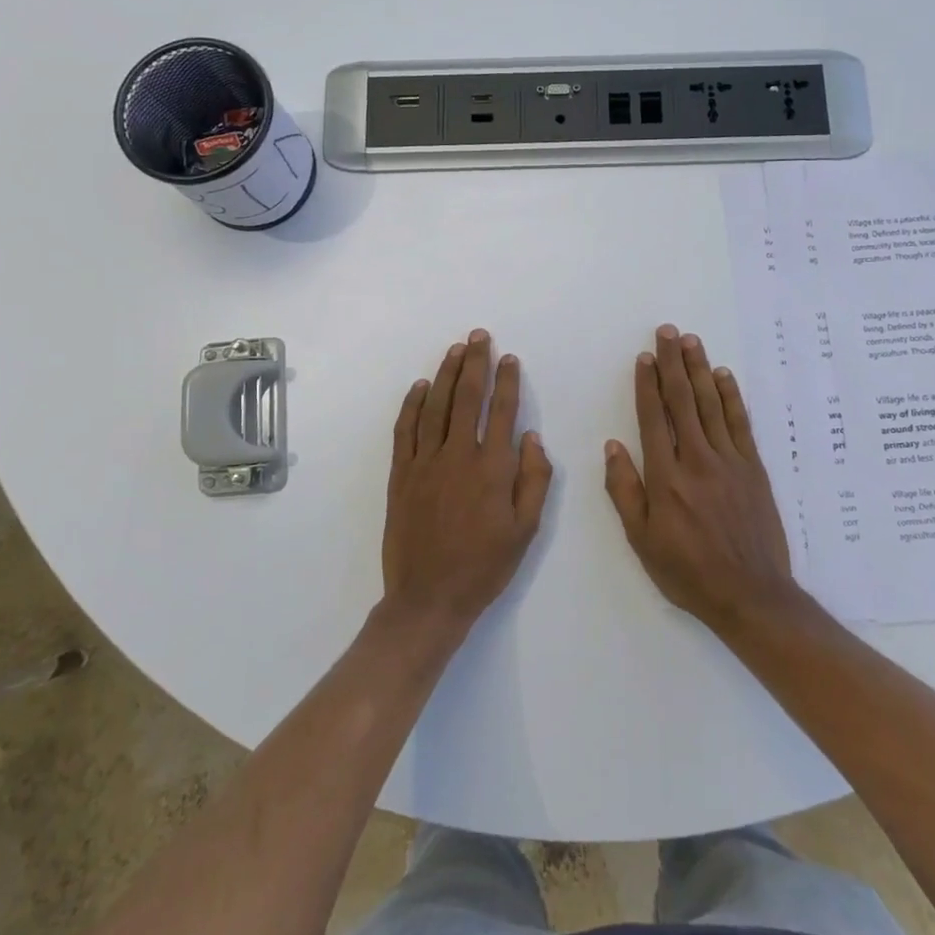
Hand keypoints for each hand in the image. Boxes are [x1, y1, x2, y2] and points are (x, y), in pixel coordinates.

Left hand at [383, 329, 552, 629]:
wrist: (428, 598)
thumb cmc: (484, 566)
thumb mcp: (526, 530)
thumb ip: (534, 480)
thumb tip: (532, 437)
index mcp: (493, 469)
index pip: (502, 412)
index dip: (507, 381)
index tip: (510, 358)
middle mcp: (458, 456)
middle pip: (467, 398)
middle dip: (475, 363)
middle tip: (478, 336)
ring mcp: (425, 463)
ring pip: (435, 407)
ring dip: (445, 374)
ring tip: (454, 350)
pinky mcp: (400, 475)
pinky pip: (406, 430)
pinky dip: (412, 404)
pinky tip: (419, 386)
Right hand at [604, 325, 797, 628]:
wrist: (750, 594)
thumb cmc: (688, 571)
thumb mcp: (642, 540)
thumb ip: (624, 491)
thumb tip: (613, 445)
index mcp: (666, 477)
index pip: (653, 418)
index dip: (647, 384)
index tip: (643, 357)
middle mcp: (697, 459)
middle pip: (683, 401)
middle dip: (673, 363)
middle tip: (667, 332)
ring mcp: (729, 461)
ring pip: (711, 404)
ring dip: (700, 369)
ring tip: (691, 341)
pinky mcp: (754, 468)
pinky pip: (741, 423)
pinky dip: (732, 396)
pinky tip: (724, 376)